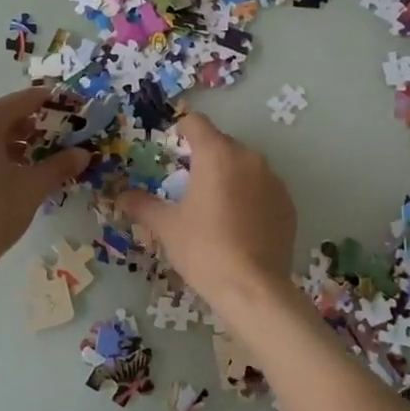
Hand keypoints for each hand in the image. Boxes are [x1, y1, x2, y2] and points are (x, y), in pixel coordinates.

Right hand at [119, 113, 297, 309]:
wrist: (253, 288)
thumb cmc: (203, 249)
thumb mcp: (166, 226)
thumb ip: (142, 204)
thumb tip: (121, 196)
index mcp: (216, 154)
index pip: (196, 122)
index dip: (181, 130)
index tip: (172, 149)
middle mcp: (248, 158)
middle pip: (222, 143)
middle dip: (204, 157)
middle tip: (188, 185)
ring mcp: (273, 180)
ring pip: (245, 166)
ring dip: (229, 176)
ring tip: (215, 207)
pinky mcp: (288, 204)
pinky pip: (263, 188)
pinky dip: (250, 196)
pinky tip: (240, 225)